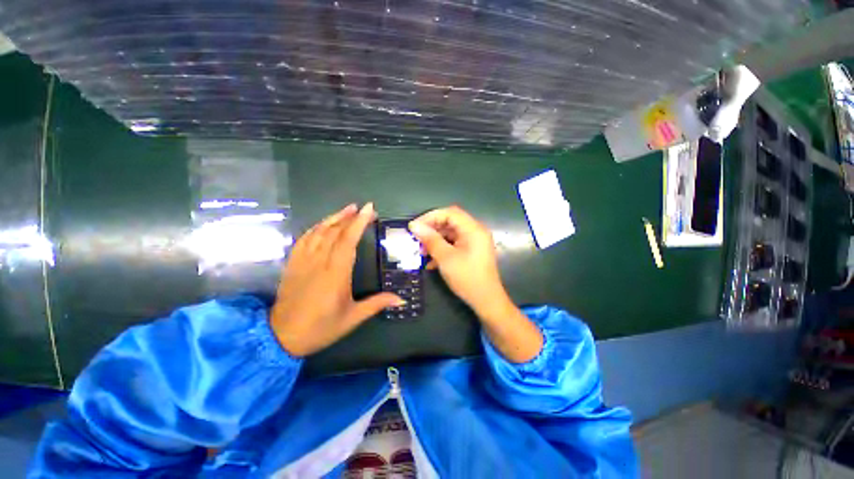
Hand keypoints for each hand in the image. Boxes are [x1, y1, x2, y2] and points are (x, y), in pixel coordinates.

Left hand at [271, 203, 403, 356]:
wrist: (282, 336)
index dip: (359, 222)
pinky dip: (316, 228)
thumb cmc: (321, 327)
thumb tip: (401, 299)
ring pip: (319, 232)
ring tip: (347, 209)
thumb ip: (377, 304)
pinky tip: (323, 224)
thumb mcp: (352, 318)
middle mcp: (319, 262)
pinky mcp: (293, 263)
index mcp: (336, 273)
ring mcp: (303, 261)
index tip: (369, 209)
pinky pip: (304, 239)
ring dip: (334, 218)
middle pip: (334, 232)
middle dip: (350, 217)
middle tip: (363, 208)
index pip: (348, 240)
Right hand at [409, 205, 542, 362]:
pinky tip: (431, 261)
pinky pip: (454, 243)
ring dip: (435, 240)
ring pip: (450, 233)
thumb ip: (430, 240)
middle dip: (432, 229)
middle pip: (450, 222)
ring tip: (421, 251)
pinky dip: (442, 248)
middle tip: (416, 239)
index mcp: (473, 229)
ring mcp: (474, 241)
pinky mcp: (471, 251)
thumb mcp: (446, 258)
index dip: (430, 217)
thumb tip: (414, 226)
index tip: (415, 227)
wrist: (486, 301)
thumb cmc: (467, 278)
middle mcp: (475, 231)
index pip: (449, 213)